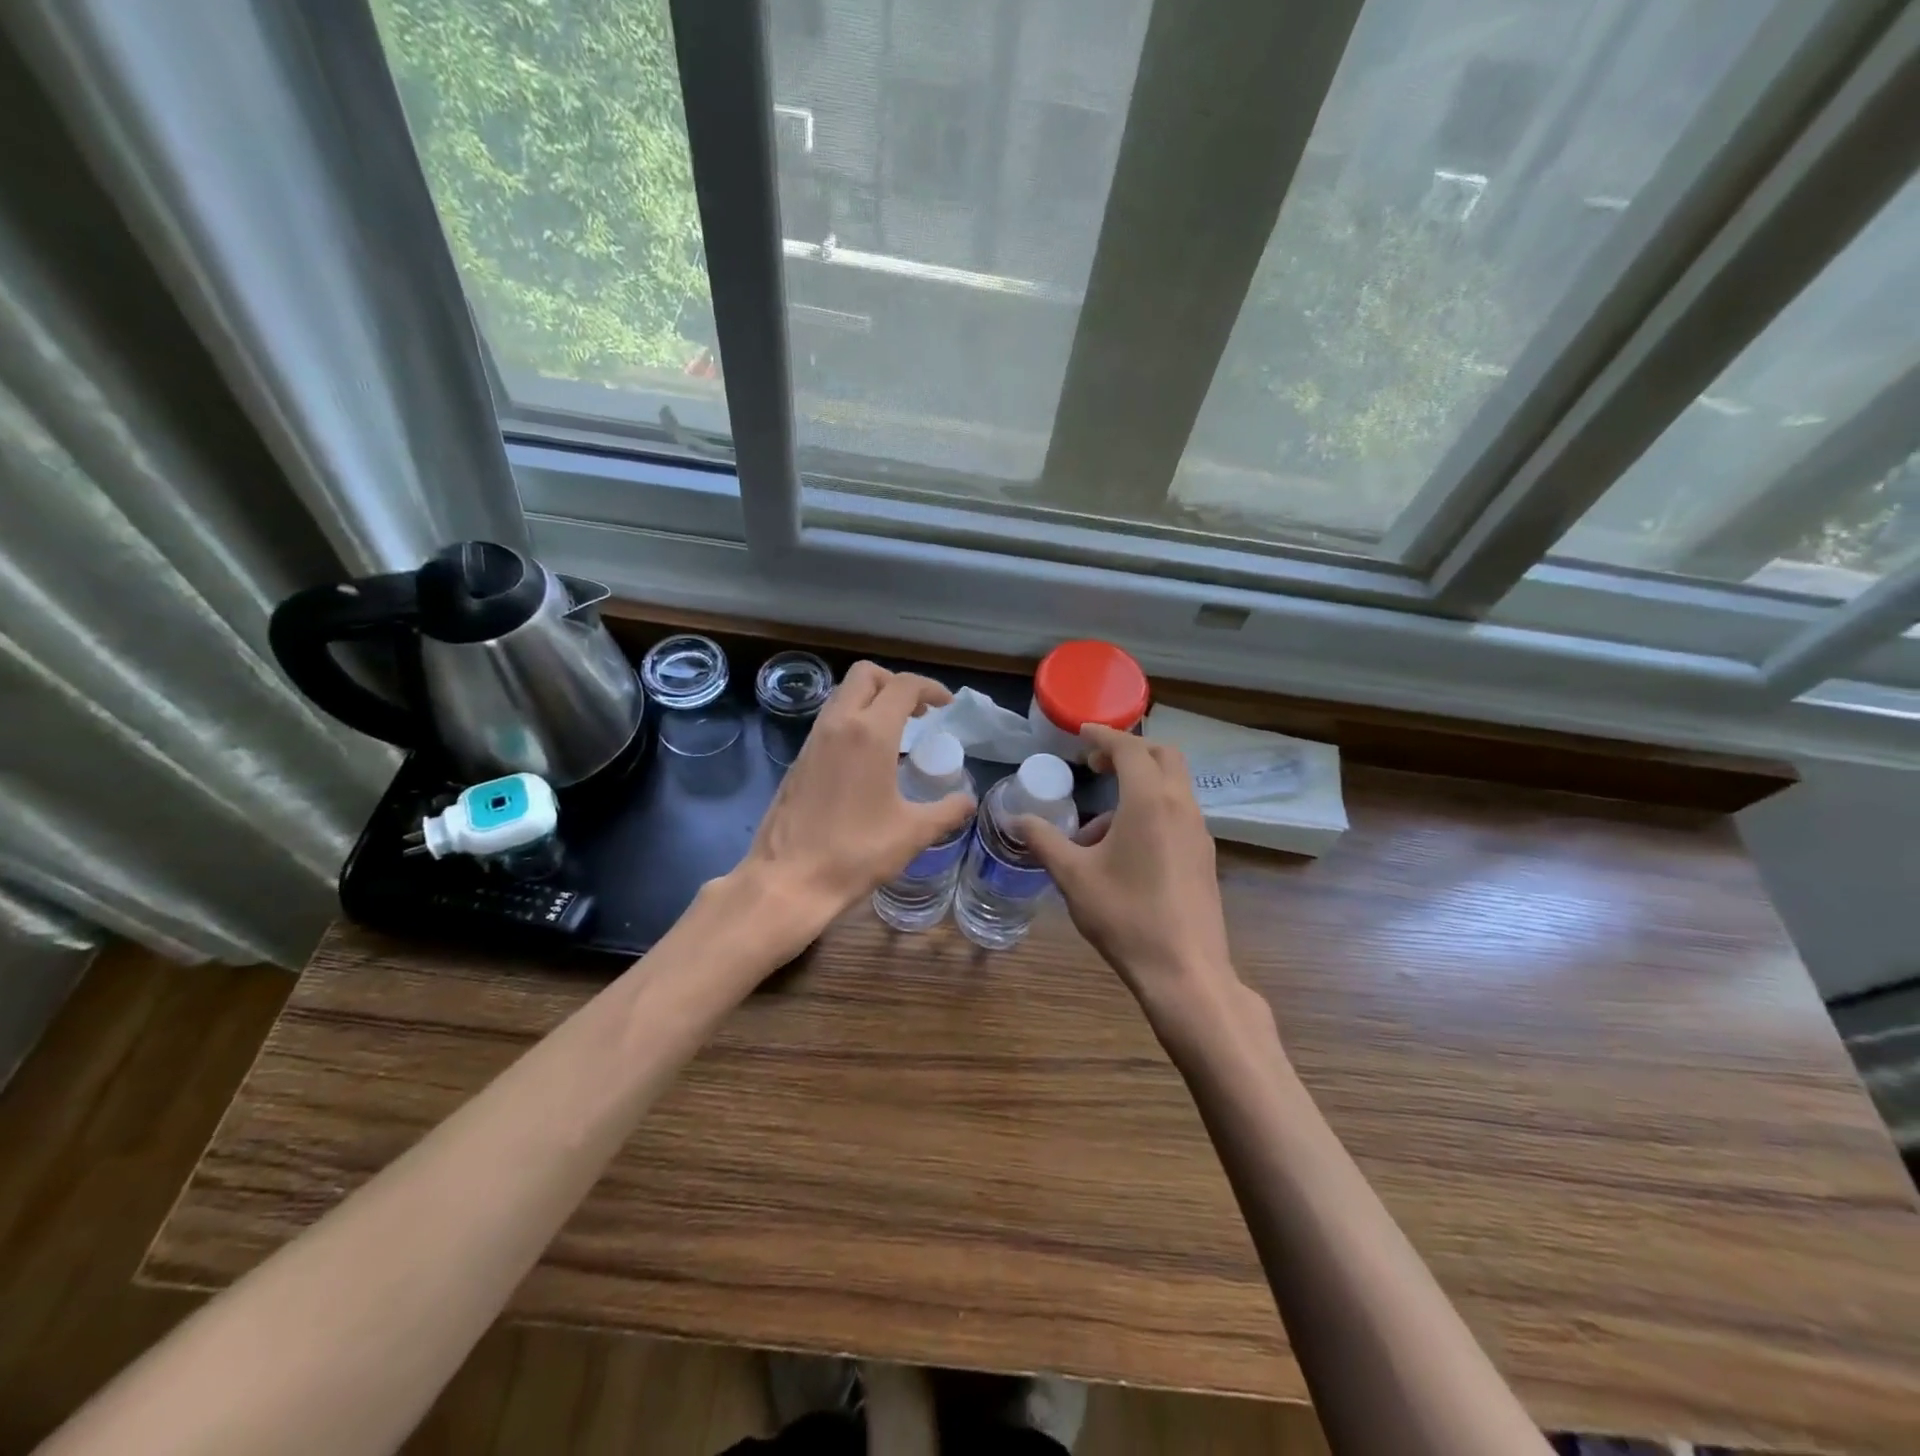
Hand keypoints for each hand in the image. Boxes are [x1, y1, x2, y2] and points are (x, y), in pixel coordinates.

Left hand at [736, 661, 974, 944]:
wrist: (787, 880)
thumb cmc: (855, 853)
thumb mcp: (912, 833)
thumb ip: (946, 811)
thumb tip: (967, 800)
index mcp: (870, 733)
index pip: (903, 686)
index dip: (930, 688)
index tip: (946, 705)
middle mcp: (838, 725)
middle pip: (866, 675)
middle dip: (895, 683)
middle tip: (919, 711)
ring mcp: (813, 740)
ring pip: (843, 695)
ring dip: (872, 700)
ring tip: (896, 732)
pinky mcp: (799, 760)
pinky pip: (830, 721)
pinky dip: (853, 721)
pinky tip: (867, 758)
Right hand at [1019, 724, 1240, 1018]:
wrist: (1184, 971)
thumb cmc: (1125, 916)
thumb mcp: (1073, 876)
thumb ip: (1045, 841)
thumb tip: (1018, 819)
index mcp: (1150, 802)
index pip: (1130, 748)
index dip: (1104, 735)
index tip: (1081, 733)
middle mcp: (1181, 807)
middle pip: (1163, 757)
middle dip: (1129, 752)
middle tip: (1096, 765)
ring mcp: (1199, 832)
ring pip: (1172, 787)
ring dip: (1138, 787)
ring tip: (1096, 827)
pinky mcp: (1204, 857)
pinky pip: (1177, 815)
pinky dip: (1151, 811)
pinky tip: (1123, 852)